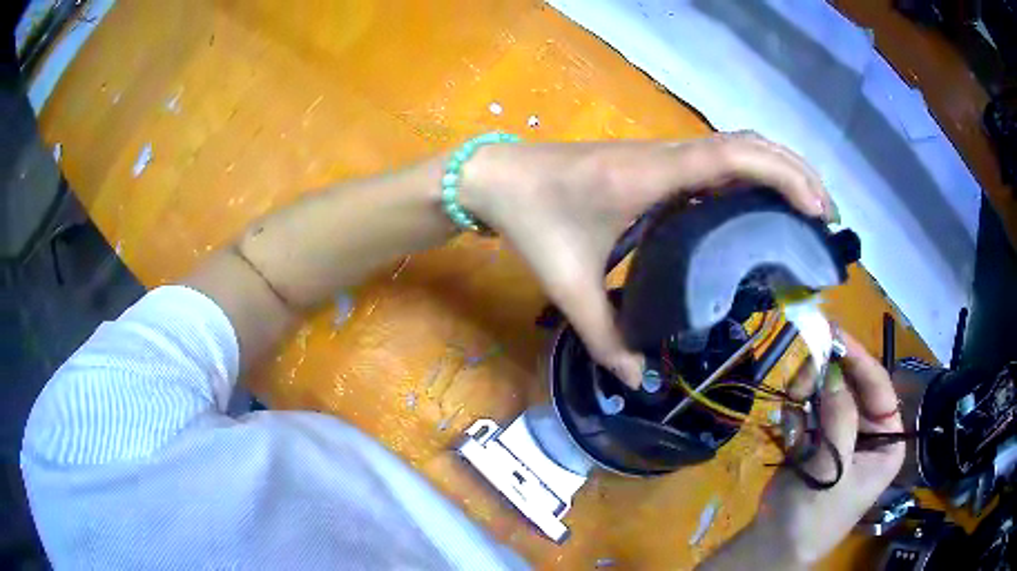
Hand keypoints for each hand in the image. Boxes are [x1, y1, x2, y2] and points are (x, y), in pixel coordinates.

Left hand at [461, 133, 835, 386]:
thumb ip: (604, 337)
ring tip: (808, 210)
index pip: (734, 158)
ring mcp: (662, 158)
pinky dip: (750, 176)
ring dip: (777, 168)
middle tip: (825, 216)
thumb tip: (637, 380)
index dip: (784, 176)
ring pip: (735, 147)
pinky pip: (715, 162)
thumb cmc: (532, 220)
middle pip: (748, 144)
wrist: (496, 178)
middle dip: (795, 172)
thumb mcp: (568, 284)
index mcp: (654, 176)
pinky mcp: (656, 166)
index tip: (818, 211)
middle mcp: (667, 157)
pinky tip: (761, 207)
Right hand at [736, 332, 905, 567]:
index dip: (859, 360)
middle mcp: (869, 430)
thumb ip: (839, 421)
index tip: (834, 335)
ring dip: (806, 397)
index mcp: (887, 440)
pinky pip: (808, 409)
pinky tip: (789, 437)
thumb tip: (834, 371)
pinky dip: (795, 415)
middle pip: (851, 385)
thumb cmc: (814, 517)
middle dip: (825, 381)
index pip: (879, 388)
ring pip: (827, 392)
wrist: (774, 545)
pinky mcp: (817, 437)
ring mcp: (842, 432)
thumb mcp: (833, 472)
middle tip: (800, 383)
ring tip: (791, 413)